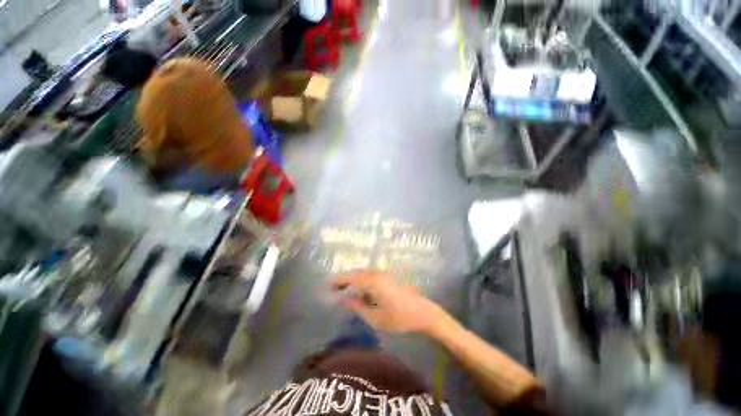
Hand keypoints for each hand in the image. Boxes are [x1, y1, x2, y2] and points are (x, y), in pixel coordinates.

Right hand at [331, 271, 445, 333]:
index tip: (328, 284)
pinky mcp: (390, 277)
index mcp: (373, 282)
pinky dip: (363, 282)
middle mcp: (378, 274)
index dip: (339, 280)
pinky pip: (372, 276)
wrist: (423, 313)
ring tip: (346, 291)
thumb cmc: (399, 318)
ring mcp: (385, 274)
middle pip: (357, 273)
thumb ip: (357, 306)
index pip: (351, 277)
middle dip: (345, 279)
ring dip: (354, 280)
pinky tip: (362, 292)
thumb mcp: (375, 317)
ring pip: (365, 274)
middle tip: (335, 289)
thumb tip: (342, 299)